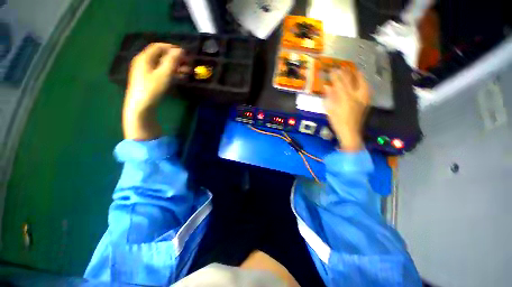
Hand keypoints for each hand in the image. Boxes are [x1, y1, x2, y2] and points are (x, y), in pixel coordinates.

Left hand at [123, 43, 184, 139]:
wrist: (138, 110)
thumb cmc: (151, 89)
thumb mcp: (165, 73)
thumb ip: (173, 59)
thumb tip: (180, 50)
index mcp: (144, 57)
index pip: (159, 46)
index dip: (172, 48)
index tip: (184, 53)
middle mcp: (142, 62)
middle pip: (160, 55)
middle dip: (175, 58)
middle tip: (187, 62)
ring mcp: (142, 72)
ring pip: (160, 65)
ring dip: (174, 66)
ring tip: (187, 71)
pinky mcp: (144, 81)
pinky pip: (158, 72)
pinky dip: (168, 73)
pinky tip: (178, 78)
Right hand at [324, 68, 369, 150]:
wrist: (351, 134)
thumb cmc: (339, 122)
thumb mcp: (330, 109)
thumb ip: (329, 97)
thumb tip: (327, 86)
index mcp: (344, 97)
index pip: (339, 82)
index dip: (335, 75)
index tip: (331, 69)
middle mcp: (354, 96)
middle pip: (350, 81)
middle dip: (346, 73)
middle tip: (343, 67)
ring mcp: (362, 100)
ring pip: (361, 84)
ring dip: (358, 77)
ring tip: (357, 71)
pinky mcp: (366, 104)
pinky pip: (366, 91)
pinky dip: (364, 85)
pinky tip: (363, 83)